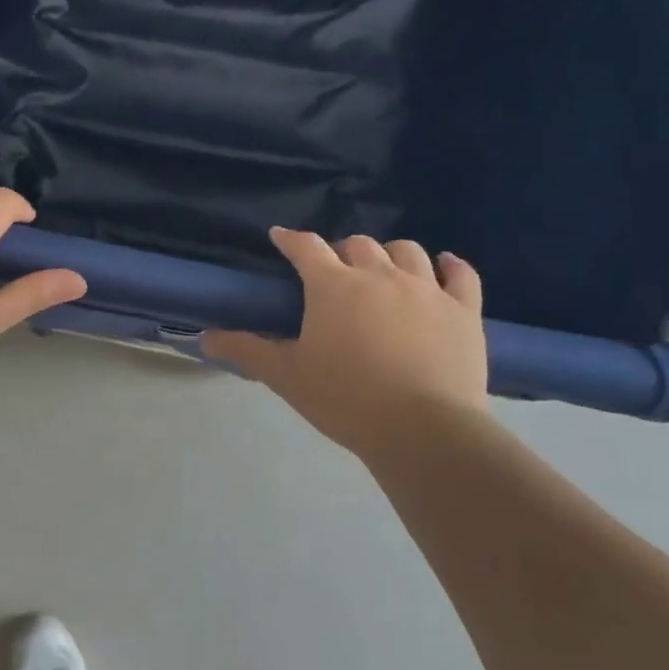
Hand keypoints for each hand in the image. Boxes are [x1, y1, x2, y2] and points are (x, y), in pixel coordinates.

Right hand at [204, 228, 488, 461]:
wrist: (425, 432)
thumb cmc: (346, 400)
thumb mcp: (287, 376)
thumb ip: (247, 350)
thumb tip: (205, 338)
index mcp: (333, 286)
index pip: (306, 247)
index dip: (290, 239)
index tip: (280, 237)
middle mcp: (379, 275)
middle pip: (358, 244)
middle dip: (341, 252)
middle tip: (334, 273)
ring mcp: (426, 288)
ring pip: (407, 251)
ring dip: (390, 254)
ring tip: (384, 270)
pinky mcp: (463, 309)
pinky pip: (460, 273)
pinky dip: (450, 265)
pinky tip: (443, 265)